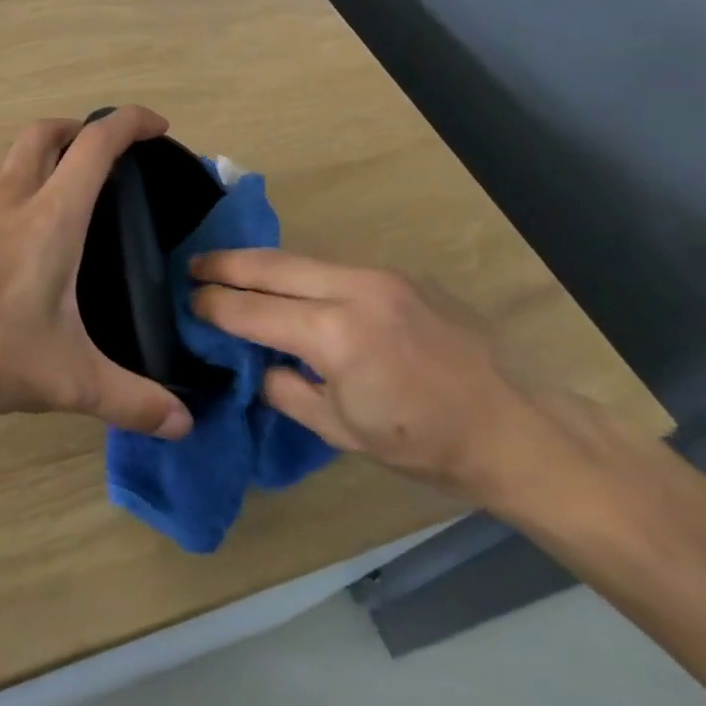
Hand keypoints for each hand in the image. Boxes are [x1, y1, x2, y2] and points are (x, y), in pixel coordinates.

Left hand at [0, 107, 193, 440]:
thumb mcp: (66, 379)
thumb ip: (129, 400)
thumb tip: (183, 425)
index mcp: (51, 216)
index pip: (95, 145)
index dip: (129, 122)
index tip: (156, 124)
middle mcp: (10, 195)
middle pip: (45, 132)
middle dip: (79, 128)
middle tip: (104, 152)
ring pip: (11, 154)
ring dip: (42, 152)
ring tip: (62, 187)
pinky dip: (12, 182)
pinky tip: (14, 228)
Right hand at [190, 251, 537, 500]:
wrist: (519, 430)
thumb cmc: (426, 446)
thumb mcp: (341, 430)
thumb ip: (286, 389)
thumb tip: (254, 363)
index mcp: (336, 334)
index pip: (253, 310)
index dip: (214, 305)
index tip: (187, 302)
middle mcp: (354, 289)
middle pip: (272, 264)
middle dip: (226, 264)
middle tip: (192, 265)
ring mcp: (381, 276)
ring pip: (302, 259)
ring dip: (263, 265)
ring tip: (231, 272)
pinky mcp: (400, 275)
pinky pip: (334, 267)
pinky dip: (301, 274)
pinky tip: (291, 287)